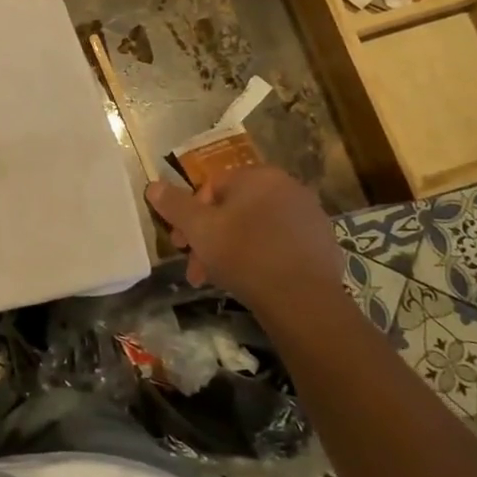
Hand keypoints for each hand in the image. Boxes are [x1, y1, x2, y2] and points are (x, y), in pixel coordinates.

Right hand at [145, 166, 346, 318]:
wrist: (303, 300)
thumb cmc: (244, 255)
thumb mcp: (199, 229)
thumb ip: (174, 204)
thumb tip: (153, 185)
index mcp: (258, 176)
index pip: (212, 187)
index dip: (190, 216)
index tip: (181, 244)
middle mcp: (288, 187)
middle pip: (234, 209)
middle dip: (210, 238)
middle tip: (197, 268)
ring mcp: (309, 215)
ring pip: (257, 228)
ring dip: (233, 249)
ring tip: (221, 279)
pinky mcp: (323, 243)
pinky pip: (281, 244)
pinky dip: (263, 257)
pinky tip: (254, 281)